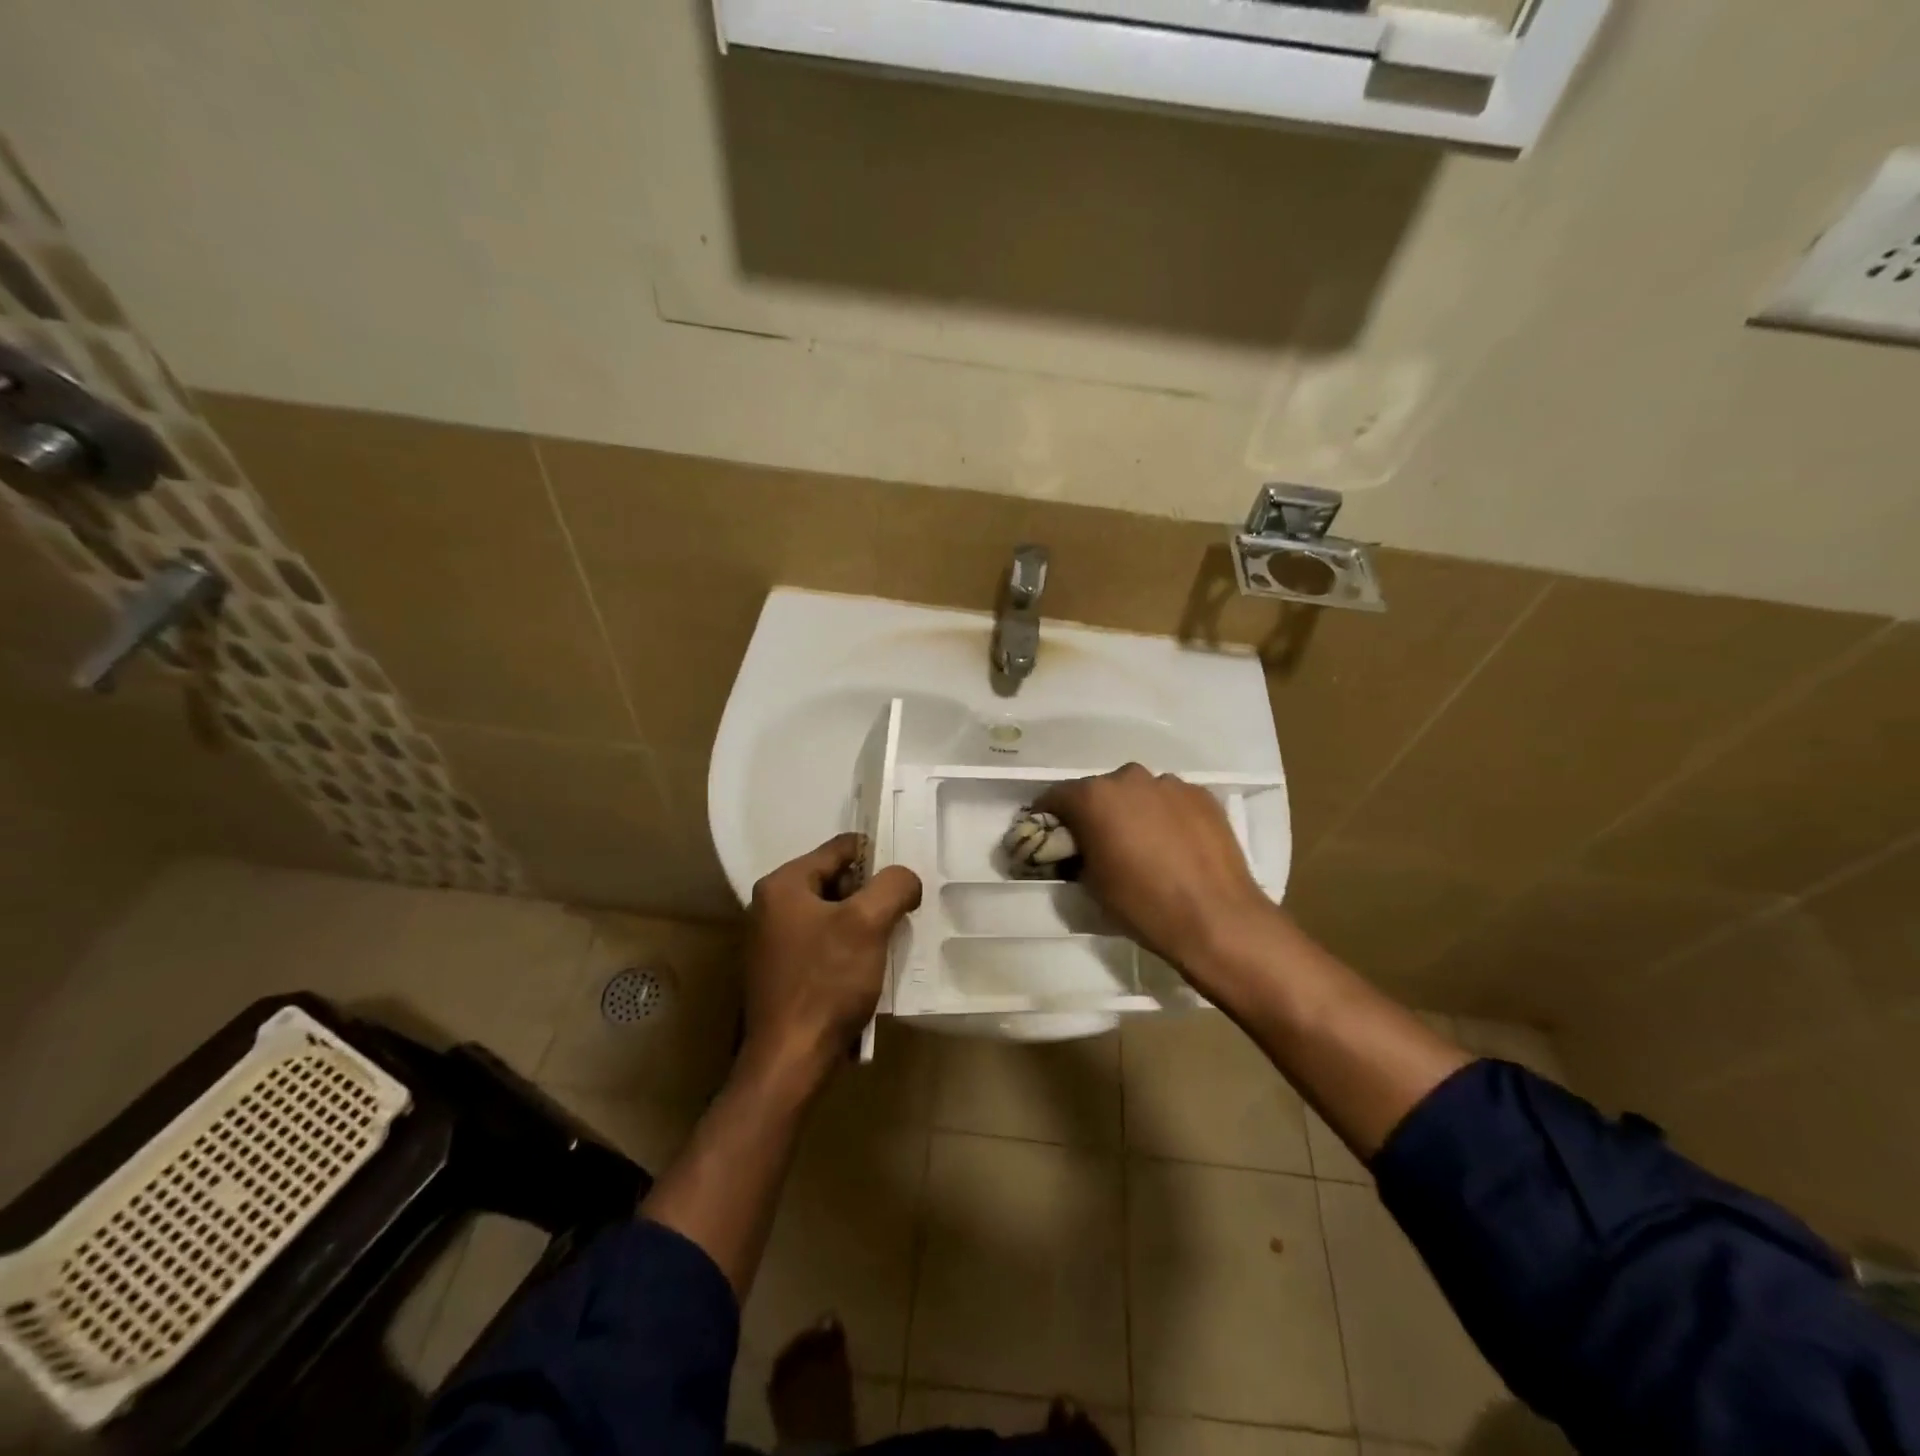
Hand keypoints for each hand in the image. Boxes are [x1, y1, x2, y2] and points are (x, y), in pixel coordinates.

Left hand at [743, 833, 922, 1081]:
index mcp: (783, 884)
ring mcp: (771, 940)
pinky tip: (865, 969)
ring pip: (831, 914)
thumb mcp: (868, 923)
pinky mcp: (779, 971)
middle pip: (835, 880)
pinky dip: (845, 948)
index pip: (841, 848)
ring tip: (887, 943)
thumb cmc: (827, 982)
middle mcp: (769, 905)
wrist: (790, 1060)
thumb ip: (893, 886)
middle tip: (898, 915)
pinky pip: (821, 943)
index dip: (878, 858)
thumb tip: (905, 879)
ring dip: (861, 924)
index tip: (905, 882)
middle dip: (870, 895)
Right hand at [1037, 765, 1280, 992]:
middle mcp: (1129, 778)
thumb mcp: (1091, 883)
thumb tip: (1075, 848)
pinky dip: (1165, 815)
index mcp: (1094, 797)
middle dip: (1094, 813)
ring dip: (1132, 811)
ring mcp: (1170, 784)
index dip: (1048, 818)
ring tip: (1143, 845)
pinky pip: (1171, 801)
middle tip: (1100, 844)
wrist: (1217, 919)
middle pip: (1099, 791)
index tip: (1051, 839)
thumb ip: (1075, 853)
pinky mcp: (1202, 795)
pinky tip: (1174, 845)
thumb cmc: (1142, 904)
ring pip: (1138, 793)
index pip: (1055, 797)